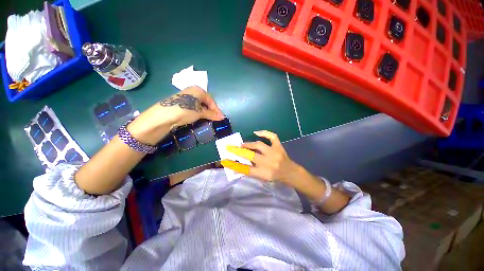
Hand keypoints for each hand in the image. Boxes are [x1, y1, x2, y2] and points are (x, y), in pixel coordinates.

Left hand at [159, 86, 224, 126]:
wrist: (164, 115)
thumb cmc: (185, 110)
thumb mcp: (200, 112)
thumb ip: (211, 114)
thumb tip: (222, 117)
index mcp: (199, 90)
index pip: (211, 100)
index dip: (216, 110)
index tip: (220, 118)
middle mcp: (192, 91)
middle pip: (205, 102)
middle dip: (211, 111)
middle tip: (215, 119)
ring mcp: (186, 96)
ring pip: (199, 104)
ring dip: (204, 112)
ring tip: (208, 119)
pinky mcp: (180, 103)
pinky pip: (193, 107)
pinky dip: (197, 112)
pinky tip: (198, 117)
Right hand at [222, 130, 301, 185]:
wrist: (290, 172)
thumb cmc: (274, 177)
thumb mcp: (262, 178)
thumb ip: (249, 172)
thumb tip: (235, 167)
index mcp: (263, 173)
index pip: (245, 169)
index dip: (233, 165)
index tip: (224, 160)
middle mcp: (268, 163)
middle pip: (250, 155)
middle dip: (237, 151)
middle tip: (230, 147)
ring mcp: (274, 153)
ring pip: (259, 145)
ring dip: (248, 144)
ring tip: (242, 144)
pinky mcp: (279, 146)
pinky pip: (272, 137)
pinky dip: (264, 133)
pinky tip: (256, 133)